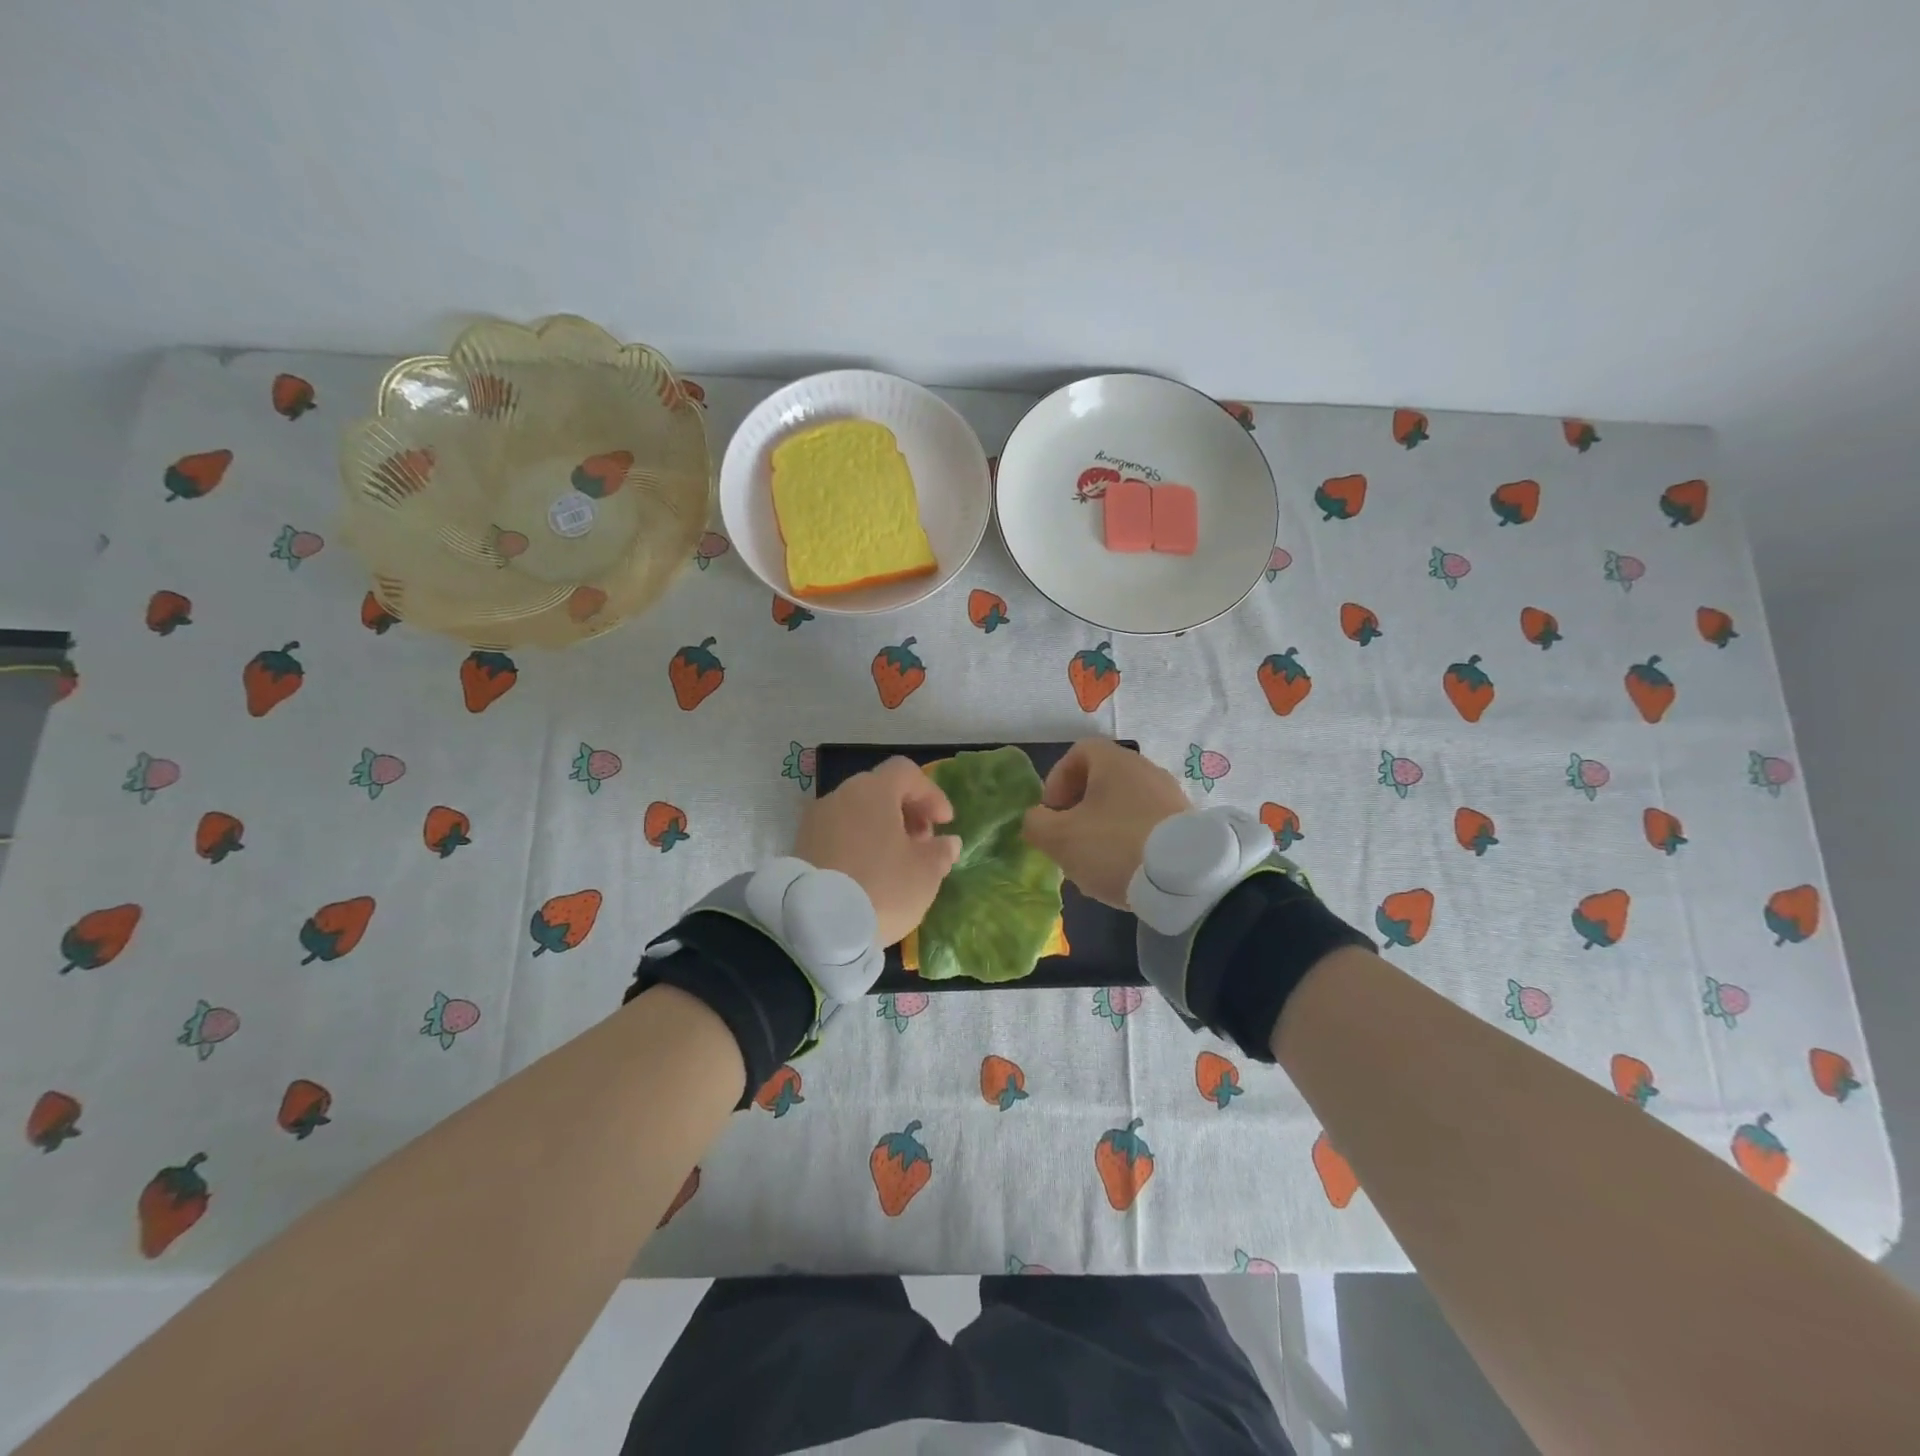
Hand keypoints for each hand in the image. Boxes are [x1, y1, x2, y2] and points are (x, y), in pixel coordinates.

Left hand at [793, 757, 961, 946]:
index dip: (931, 794)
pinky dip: (857, 844)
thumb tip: (947, 843)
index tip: (945, 823)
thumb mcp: (925, 873)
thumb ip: (941, 852)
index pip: (906, 772)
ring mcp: (815, 820)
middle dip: (906, 813)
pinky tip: (867, 875)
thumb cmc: (881, 888)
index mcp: (873, 791)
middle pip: (879, 791)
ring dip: (880, 830)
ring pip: (856, 813)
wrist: (815, 925)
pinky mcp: (799, 846)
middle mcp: (840, 795)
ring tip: (895, 864)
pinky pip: (837, 834)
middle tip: (922, 845)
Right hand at [1021, 739, 1190, 908]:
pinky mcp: (1187, 825)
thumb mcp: (1059, 838)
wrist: (1185, 879)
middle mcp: (1146, 770)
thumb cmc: (1113, 846)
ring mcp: (1171, 796)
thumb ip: (1036, 823)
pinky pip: (1147, 825)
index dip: (1057, 779)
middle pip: (1102, 780)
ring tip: (1096, 861)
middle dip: (1079, 808)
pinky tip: (1126, 870)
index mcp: (1115, 762)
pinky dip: (1130, 841)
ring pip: (1124, 805)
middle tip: (1069, 839)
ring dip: (1104, 827)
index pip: (1078, 752)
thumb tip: (1037, 819)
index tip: (1052, 812)